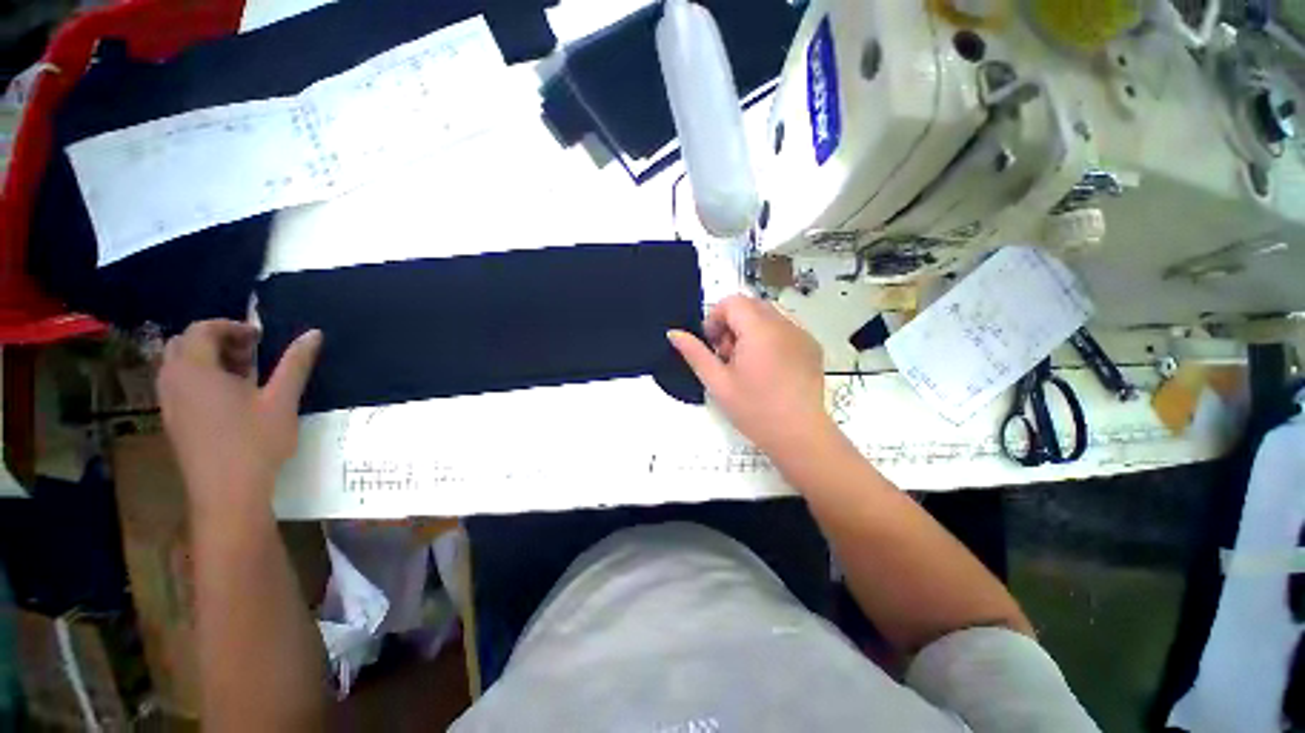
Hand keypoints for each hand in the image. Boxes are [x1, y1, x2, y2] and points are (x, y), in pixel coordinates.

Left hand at [157, 320, 321, 515]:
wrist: (227, 493)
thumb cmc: (255, 442)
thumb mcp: (282, 400)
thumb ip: (295, 363)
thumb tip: (314, 333)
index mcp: (195, 370)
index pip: (202, 329)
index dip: (231, 326)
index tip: (261, 339)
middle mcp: (173, 381)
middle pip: (185, 344)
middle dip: (217, 341)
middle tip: (251, 355)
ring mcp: (169, 403)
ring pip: (179, 365)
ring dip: (208, 360)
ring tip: (243, 377)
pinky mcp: (173, 421)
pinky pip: (179, 385)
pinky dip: (201, 379)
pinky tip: (230, 399)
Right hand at [668, 295, 836, 464]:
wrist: (799, 435)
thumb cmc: (755, 410)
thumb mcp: (718, 383)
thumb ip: (695, 353)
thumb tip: (673, 333)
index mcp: (759, 330)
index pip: (732, 302)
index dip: (716, 318)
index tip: (713, 345)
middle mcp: (784, 324)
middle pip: (750, 306)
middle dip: (732, 324)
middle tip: (729, 357)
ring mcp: (802, 334)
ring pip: (767, 315)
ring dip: (750, 330)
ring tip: (748, 363)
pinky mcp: (812, 345)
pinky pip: (785, 328)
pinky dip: (769, 337)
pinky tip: (768, 367)